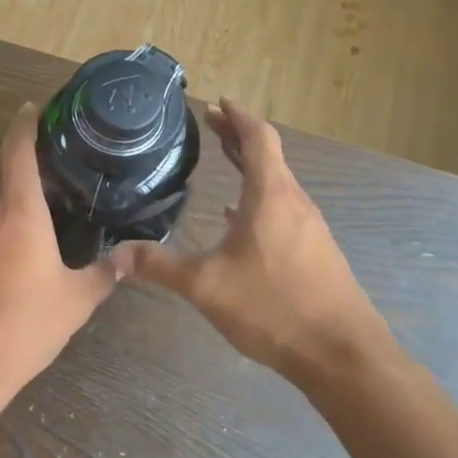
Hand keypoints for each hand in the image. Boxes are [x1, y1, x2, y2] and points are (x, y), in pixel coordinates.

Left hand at [0, 103, 115, 403]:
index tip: (37, 106)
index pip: (19, 150)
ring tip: (38, 183)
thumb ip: (103, 275)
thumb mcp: (75, 302)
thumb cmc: (23, 326)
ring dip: (6, 177)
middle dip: (17, 146)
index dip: (27, 123)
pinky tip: (16, 227)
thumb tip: (125, 261)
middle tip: (48, 145)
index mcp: (19, 210)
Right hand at [114, 102, 384, 383]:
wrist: (342, 355)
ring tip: (223, 161)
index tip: (217, 103)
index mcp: (271, 195)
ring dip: (250, 166)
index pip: (258, 138)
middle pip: (268, 156)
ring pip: (277, 182)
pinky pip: (283, 207)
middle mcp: (294, 202)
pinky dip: (259, 196)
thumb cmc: (274, 307)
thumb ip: (160, 266)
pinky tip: (240, 217)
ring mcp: (309, 228)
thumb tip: (115, 254)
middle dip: (238, 137)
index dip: (237, 116)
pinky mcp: (316, 252)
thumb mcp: (206, 286)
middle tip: (210, 125)